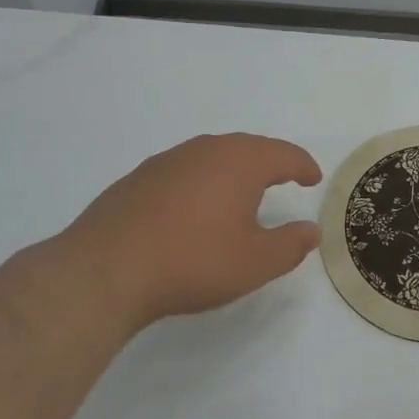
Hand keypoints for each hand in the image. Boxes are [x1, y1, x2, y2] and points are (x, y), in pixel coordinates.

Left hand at [51, 133, 322, 333]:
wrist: (105, 270)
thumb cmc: (193, 261)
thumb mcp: (255, 263)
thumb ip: (290, 245)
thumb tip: (311, 230)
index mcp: (242, 162)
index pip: (284, 155)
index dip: (303, 166)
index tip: (313, 178)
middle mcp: (207, 149)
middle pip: (249, 148)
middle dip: (270, 161)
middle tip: (284, 177)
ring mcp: (169, 160)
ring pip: (213, 156)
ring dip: (233, 170)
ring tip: (242, 190)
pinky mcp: (139, 177)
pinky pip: (185, 170)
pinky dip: (201, 181)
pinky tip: (195, 205)